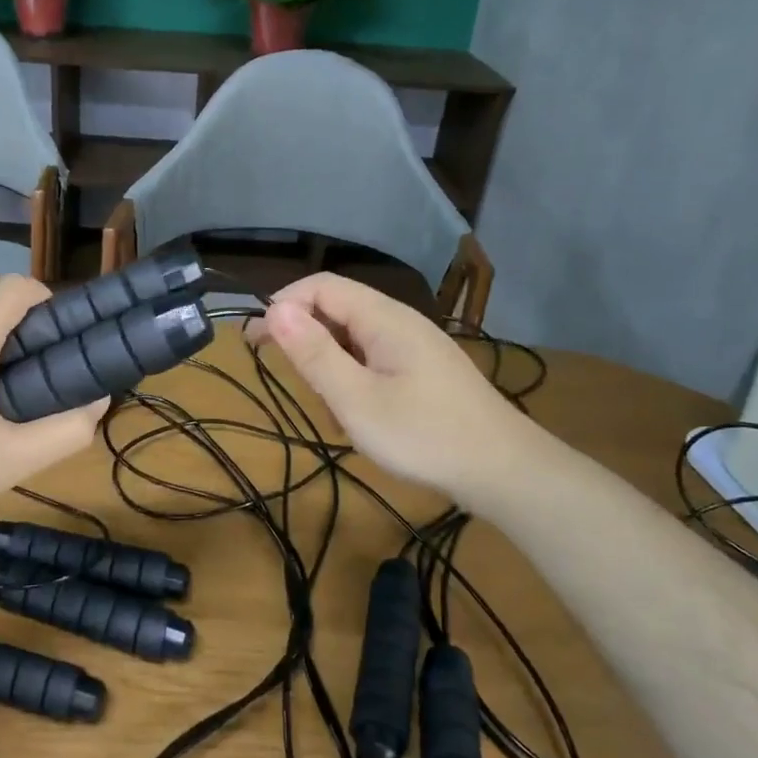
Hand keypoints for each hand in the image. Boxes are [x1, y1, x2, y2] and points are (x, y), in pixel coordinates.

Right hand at [245, 273, 545, 509]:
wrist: (503, 470)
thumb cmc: (423, 435)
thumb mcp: (356, 399)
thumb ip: (314, 353)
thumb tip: (274, 309)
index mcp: (383, 318)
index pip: (321, 287)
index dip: (282, 305)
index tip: (254, 341)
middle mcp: (399, 321)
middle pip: (337, 307)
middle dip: (301, 332)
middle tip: (276, 368)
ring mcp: (414, 345)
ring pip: (353, 335)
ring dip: (326, 358)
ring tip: (322, 401)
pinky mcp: (423, 369)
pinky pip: (373, 356)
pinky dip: (350, 373)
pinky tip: (354, 408)